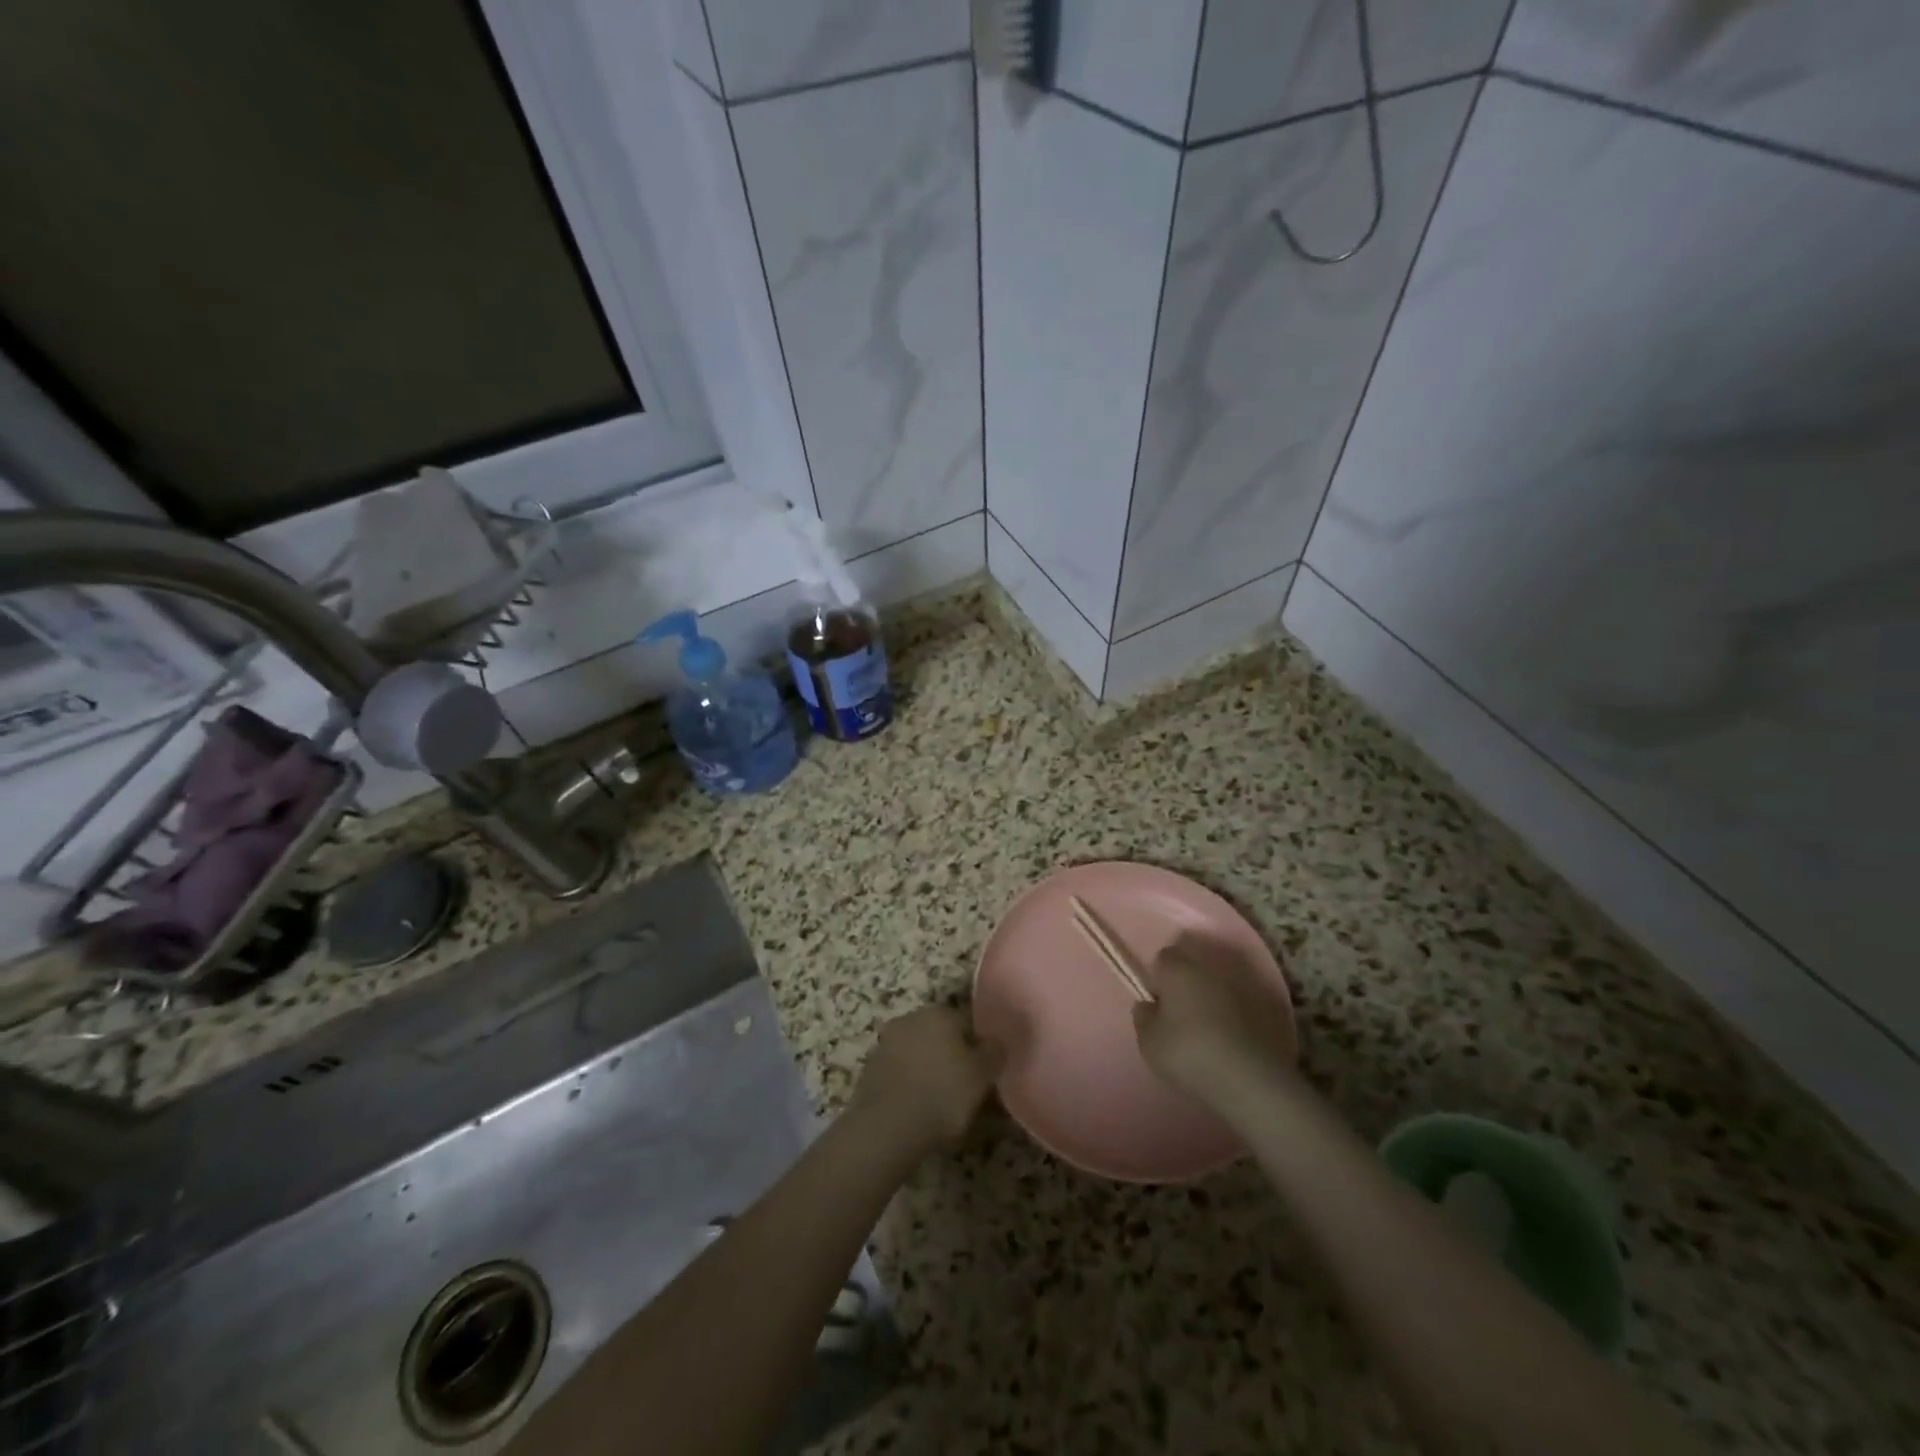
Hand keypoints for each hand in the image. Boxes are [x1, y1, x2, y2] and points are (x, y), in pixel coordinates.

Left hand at [849, 1007, 1001, 1155]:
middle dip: (949, 1056)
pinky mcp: (869, 1068)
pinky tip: (915, 1108)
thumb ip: (994, 1053)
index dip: (977, 1050)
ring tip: (937, 1102)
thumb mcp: (982, 1075)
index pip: (966, 1024)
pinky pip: (898, 1072)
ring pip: (917, 1052)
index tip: (982, 1075)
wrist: (888, 1124)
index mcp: (940, 1013)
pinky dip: (907, 1084)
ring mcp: (886, 1042)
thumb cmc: (943, 1093)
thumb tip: (996, 1042)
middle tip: (961, 1089)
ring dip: (926, 1069)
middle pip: (939, 1036)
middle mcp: (911, 1018)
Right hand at [1133, 935, 1295, 1106]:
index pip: (1163, 957)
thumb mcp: (1150, 1043)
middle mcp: (1210, 968)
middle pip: (1194, 965)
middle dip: (1187, 982)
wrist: (1252, 1080)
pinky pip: (1244, 1003)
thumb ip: (1143, 1018)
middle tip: (1181, 1013)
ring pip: (1220, 983)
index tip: (1158, 1002)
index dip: (1159, 977)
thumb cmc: (1190, 1054)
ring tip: (1209, 1027)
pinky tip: (1234, 1038)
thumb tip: (1147, 1005)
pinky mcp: (1269, 1006)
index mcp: (1178, 969)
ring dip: (1213, 997)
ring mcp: (1242, 984)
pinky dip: (1238, 1014)